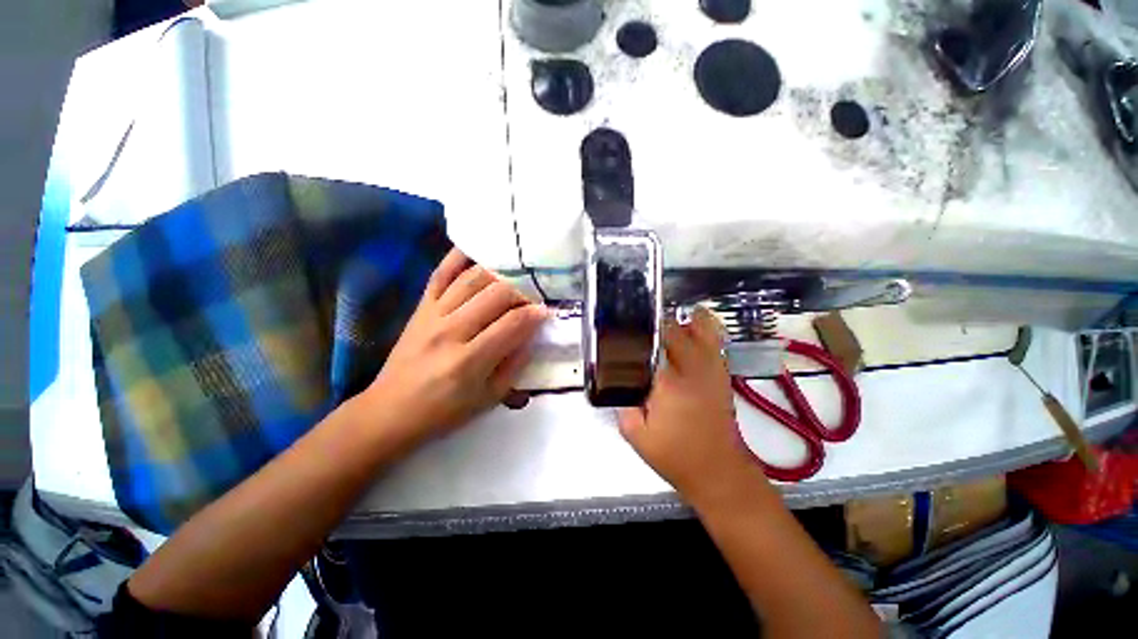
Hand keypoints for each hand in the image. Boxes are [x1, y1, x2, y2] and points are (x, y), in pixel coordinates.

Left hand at [363, 248, 546, 442]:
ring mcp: (432, 314)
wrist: (389, 411)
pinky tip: (477, 251)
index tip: (546, 312)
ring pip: (473, 279)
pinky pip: (441, 273)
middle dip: (521, 293)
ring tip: (513, 282)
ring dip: (500, 275)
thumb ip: (514, 365)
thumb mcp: (489, 399)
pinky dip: (459, 258)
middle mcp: (451, 331)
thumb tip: (531, 334)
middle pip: (496, 294)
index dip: (534, 314)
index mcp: (469, 360)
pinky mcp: (420, 306)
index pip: (512, 324)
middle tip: (530, 300)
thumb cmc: (444, 411)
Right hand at [618, 307, 764, 502]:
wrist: (717, 472)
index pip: (655, 343)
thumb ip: (623, 405)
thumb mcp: (636, 435)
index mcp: (670, 383)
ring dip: (686, 321)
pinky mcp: (722, 376)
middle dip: (660, 321)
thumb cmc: (676, 456)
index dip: (641, 329)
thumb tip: (618, 384)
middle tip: (643, 322)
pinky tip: (689, 335)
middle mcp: (694, 370)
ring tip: (668, 321)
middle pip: (679, 330)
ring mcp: (713, 370)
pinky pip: (715, 343)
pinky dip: (703, 331)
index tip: (629, 324)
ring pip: (704, 330)